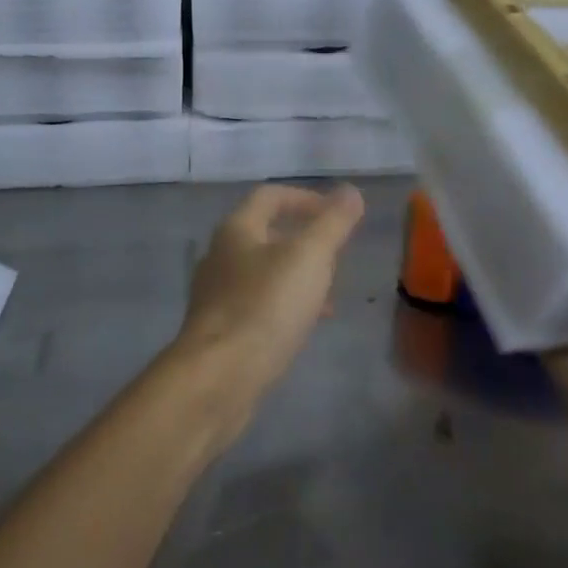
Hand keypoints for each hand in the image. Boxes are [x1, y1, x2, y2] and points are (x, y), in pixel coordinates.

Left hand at [173, 184, 364, 405]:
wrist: (218, 377)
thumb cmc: (265, 307)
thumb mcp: (309, 258)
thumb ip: (332, 223)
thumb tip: (351, 191)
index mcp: (237, 229)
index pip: (270, 196)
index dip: (305, 198)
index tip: (337, 214)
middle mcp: (220, 255)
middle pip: (265, 233)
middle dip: (304, 239)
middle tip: (337, 254)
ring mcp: (216, 294)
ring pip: (263, 272)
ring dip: (297, 275)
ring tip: (330, 294)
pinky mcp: (220, 329)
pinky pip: (258, 304)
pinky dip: (285, 304)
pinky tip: (306, 325)